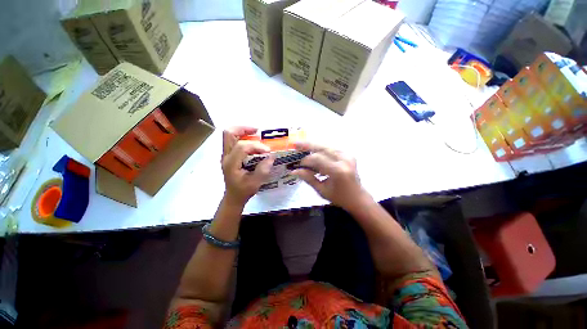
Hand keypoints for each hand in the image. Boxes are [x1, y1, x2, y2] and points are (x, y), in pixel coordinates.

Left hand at [221, 127, 273, 205]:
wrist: (233, 197)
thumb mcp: (256, 183)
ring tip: (256, 134)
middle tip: (257, 131)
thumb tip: (271, 156)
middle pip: (229, 134)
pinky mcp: (229, 155)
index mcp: (231, 163)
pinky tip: (253, 141)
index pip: (242, 147)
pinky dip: (243, 137)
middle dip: (243, 129)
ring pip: (229, 135)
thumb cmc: (243, 191)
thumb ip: (263, 169)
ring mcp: (226, 155)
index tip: (268, 151)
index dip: (256, 146)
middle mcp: (226, 156)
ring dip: (243, 131)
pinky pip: (233, 140)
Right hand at [292, 142, 372, 211]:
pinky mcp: (349, 155)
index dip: (305, 160)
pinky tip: (314, 151)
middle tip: (296, 143)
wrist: (357, 197)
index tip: (297, 164)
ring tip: (302, 145)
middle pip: (323, 148)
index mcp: (338, 171)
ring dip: (314, 146)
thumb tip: (294, 171)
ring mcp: (348, 156)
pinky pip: (332, 149)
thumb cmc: (339, 197)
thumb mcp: (321, 190)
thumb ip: (308, 178)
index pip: (317, 159)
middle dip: (308, 145)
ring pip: (327, 146)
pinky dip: (322, 149)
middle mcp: (344, 160)